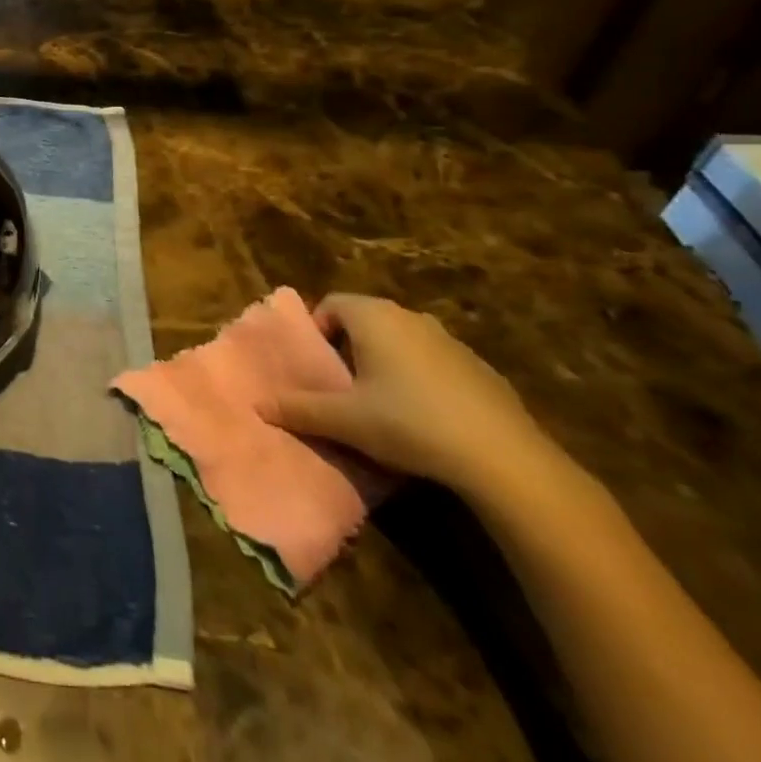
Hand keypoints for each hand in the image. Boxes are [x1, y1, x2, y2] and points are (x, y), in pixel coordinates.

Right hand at [259, 294, 555, 494]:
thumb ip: (299, 409)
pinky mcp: (479, 367)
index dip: (318, 331)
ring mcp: (449, 340)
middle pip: (366, 320)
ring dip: (386, 362)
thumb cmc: (408, 423)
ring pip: (401, 340)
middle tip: (343, 387)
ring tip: (382, 405)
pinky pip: (434, 362)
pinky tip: (426, 419)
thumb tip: (258, 404)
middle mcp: (409, 316)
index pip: (331, 304)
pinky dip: (421, 379)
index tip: (318, 368)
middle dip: (350, 348)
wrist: (502, 456)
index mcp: (373, 316)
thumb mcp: (345, 420)